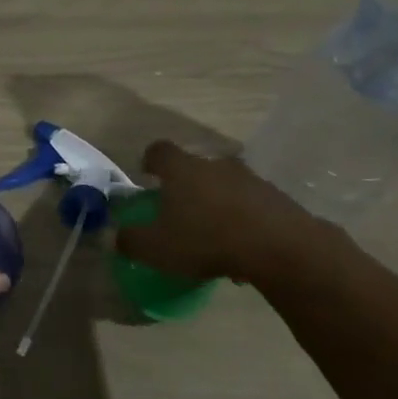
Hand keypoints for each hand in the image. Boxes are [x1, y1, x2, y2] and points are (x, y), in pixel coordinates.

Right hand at [114, 140, 326, 285]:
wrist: (281, 248)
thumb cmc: (206, 239)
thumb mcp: (156, 248)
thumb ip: (131, 240)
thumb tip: (116, 236)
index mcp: (182, 170)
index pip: (159, 150)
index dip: (150, 161)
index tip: (147, 176)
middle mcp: (215, 165)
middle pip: (194, 167)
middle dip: (185, 186)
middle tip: (179, 212)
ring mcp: (250, 179)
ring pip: (224, 185)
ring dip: (216, 203)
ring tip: (212, 235)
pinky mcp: (277, 199)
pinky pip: (250, 204)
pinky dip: (242, 219)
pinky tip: (240, 247)